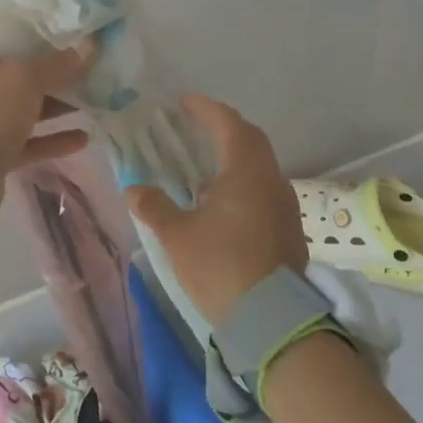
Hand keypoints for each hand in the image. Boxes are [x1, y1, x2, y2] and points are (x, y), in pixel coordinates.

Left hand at [0, 34, 96, 225]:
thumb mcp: (25, 78)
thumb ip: (60, 63)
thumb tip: (91, 44)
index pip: (10, 31)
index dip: (41, 25)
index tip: (74, 22)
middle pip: (24, 70)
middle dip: (58, 67)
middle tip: (96, 60)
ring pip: (30, 106)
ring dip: (60, 103)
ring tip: (98, 97)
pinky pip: (31, 141)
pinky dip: (55, 138)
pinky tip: (85, 137)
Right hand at [125, 95, 306, 323]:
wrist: (272, 319)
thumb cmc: (221, 266)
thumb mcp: (177, 236)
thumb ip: (154, 206)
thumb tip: (134, 189)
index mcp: (245, 171)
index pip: (228, 124)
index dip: (205, 109)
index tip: (184, 102)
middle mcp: (271, 179)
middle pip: (250, 139)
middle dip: (223, 127)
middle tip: (196, 126)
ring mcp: (285, 204)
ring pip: (261, 164)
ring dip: (235, 155)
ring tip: (205, 164)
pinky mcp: (289, 227)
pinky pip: (265, 187)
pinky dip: (244, 180)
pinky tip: (224, 200)